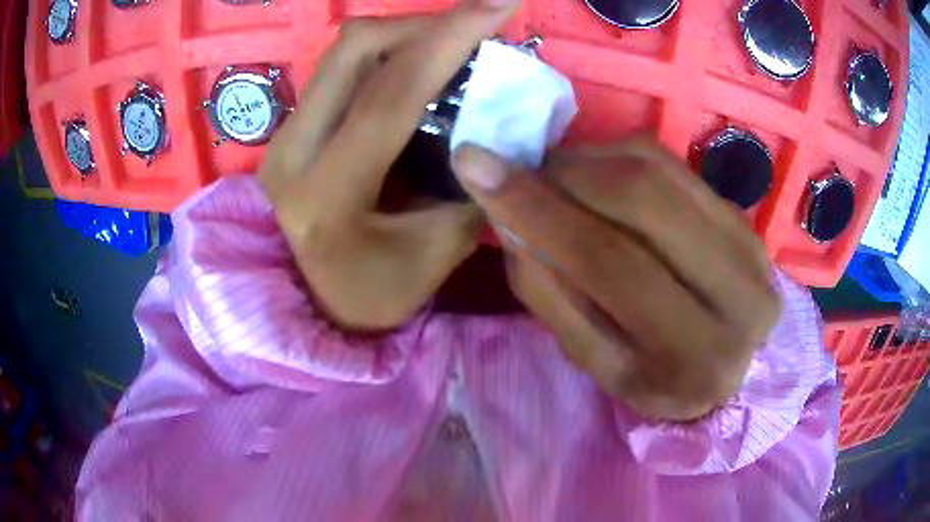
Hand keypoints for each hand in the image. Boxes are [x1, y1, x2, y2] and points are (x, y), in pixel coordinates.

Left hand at [259, 1, 517, 330]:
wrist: (311, 307)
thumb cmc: (371, 296)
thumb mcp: (435, 256)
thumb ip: (471, 189)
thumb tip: (500, 130)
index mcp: (326, 193)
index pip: (391, 91)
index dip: (450, 36)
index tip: (500, 4)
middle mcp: (291, 150)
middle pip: (355, 48)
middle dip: (425, 22)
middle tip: (477, 26)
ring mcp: (284, 135)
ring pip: (345, 53)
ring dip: (406, 34)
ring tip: (454, 44)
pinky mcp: (291, 129)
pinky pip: (342, 70)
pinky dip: (388, 54)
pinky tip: (420, 68)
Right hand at [452, 138, 781, 420]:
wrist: (726, 366)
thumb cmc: (655, 379)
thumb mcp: (596, 363)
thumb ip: (551, 295)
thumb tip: (507, 215)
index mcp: (695, 358)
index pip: (612, 264)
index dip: (538, 210)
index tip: (475, 168)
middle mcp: (739, 296)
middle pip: (640, 198)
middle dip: (563, 173)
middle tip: (521, 175)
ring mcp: (751, 248)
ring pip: (656, 169)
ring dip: (588, 160)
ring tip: (556, 178)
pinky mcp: (745, 219)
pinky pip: (672, 164)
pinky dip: (619, 157)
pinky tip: (596, 175)